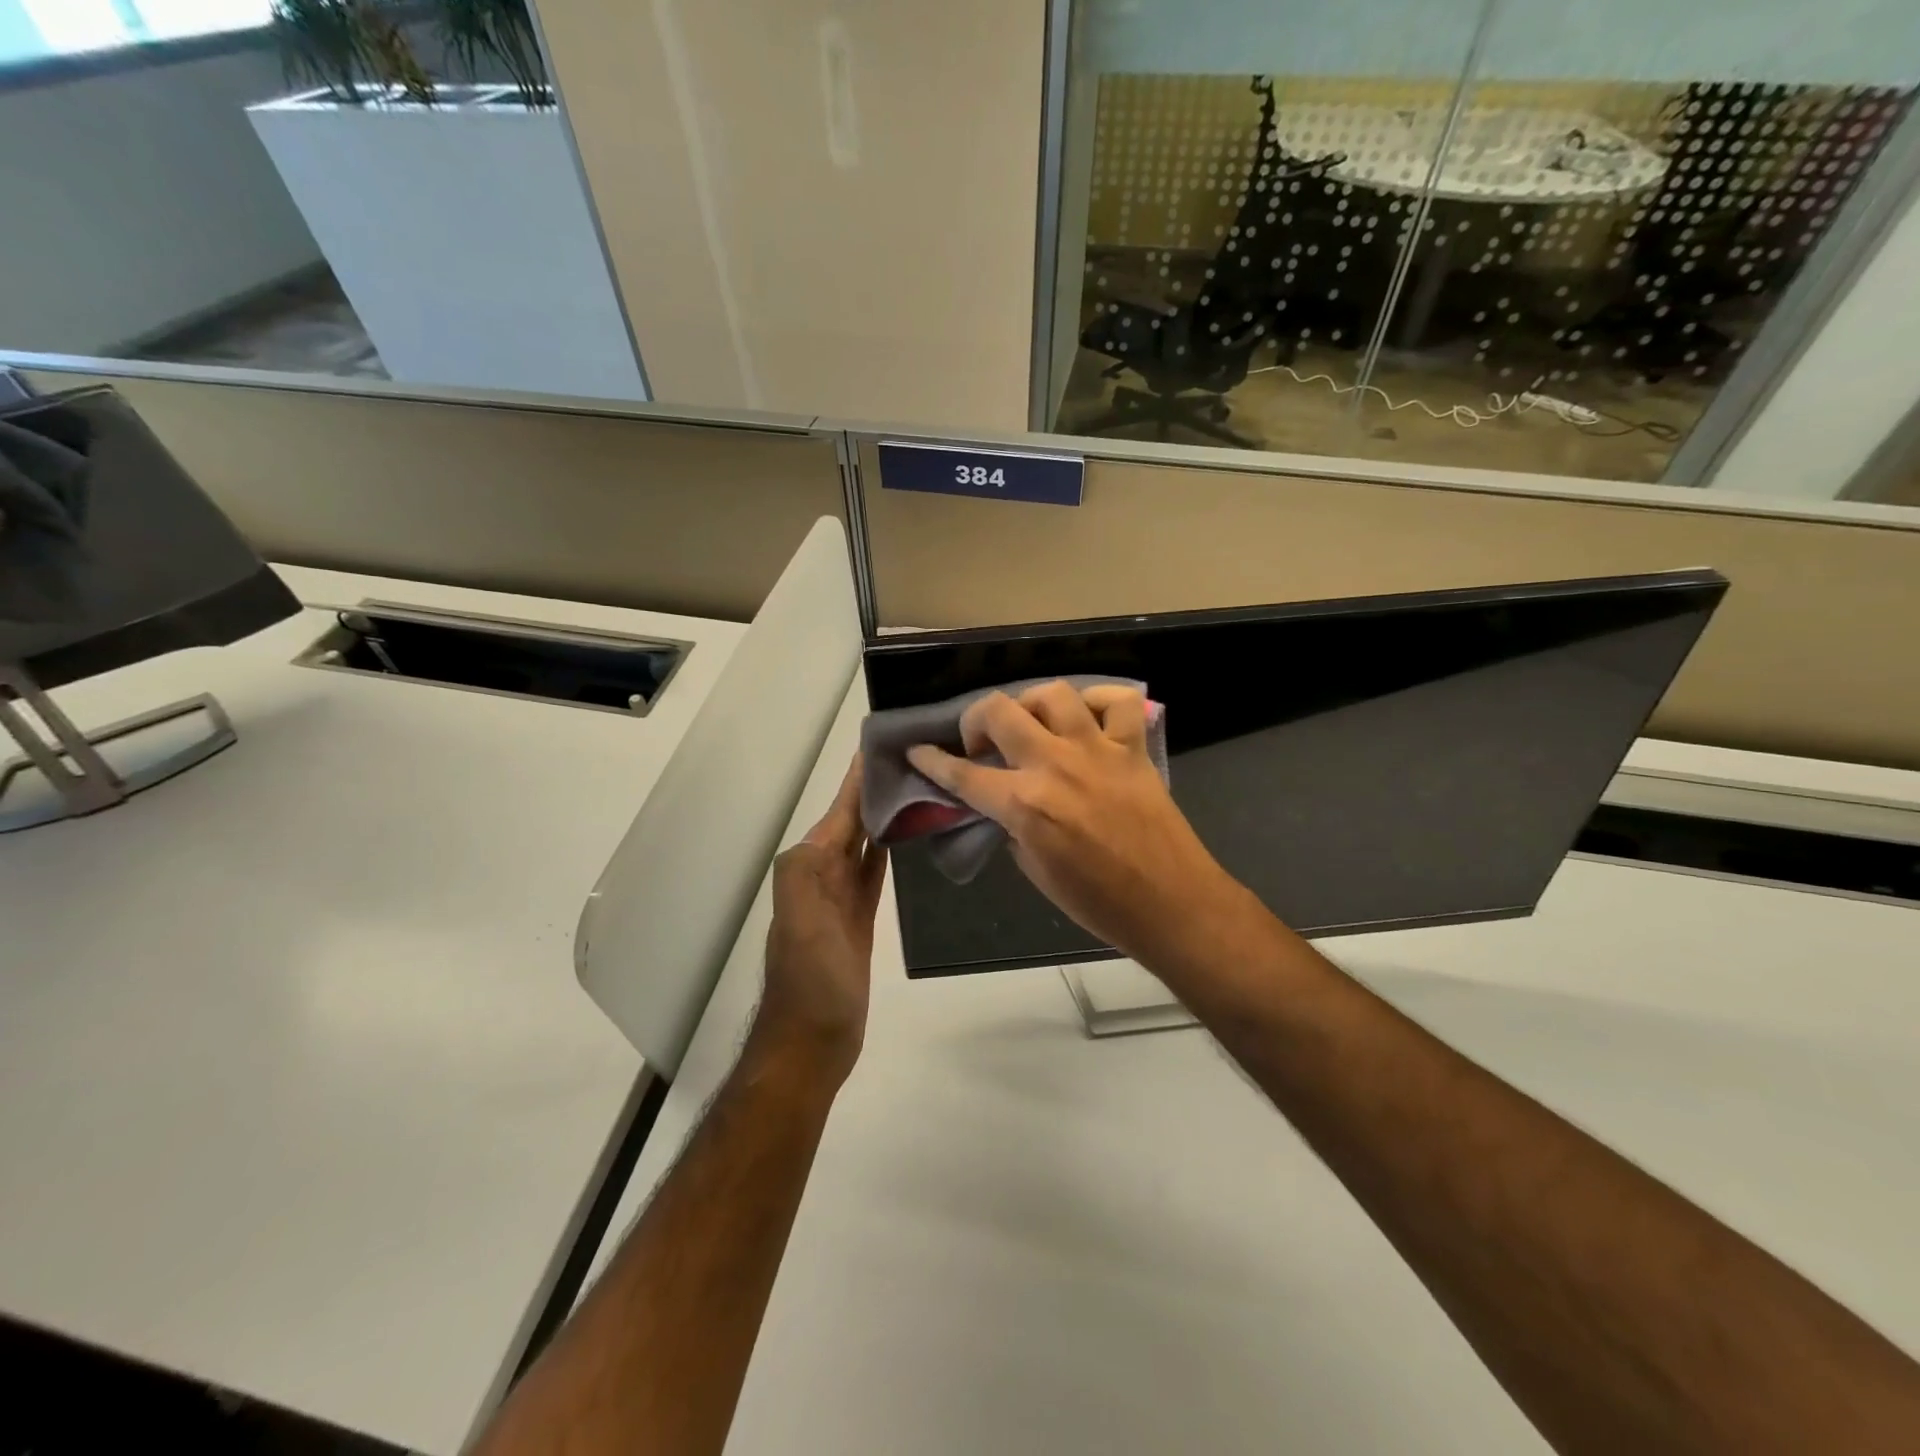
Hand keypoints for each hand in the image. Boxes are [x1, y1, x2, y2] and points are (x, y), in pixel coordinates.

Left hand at [747, 756, 887, 1087]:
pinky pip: (873, 871)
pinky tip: (903, 834)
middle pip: (851, 821)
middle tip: (913, 756)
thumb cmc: (811, 982)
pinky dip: (885, 849)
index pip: (838, 811)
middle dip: (874, 789)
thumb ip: (809, 872)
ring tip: (916, 785)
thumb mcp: (803, 923)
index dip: (857, 779)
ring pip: (864, 842)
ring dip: (883, 815)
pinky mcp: (859, 917)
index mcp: (808, 867)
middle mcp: (821, 873)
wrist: (812, 1042)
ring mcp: (841, 896)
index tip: (882, 742)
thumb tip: (838, 828)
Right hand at [907, 682, 1249, 972]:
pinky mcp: (1132, 749)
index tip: (918, 751)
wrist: (1170, 904)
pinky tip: (1088, 721)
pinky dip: (1098, 702)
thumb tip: (1005, 806)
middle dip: (975, 720)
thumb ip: (1013, 828)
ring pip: (1053, 694)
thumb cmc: (1098, 903)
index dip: (933, 762)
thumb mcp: (1036, 872)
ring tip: (1032, 725)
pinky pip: (1117, 702)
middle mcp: (1055, 765)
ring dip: (1031, 704)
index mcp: (1025, 805)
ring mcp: (1097, 751)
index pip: (963, 775)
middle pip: (999, 711)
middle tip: (981, 743)